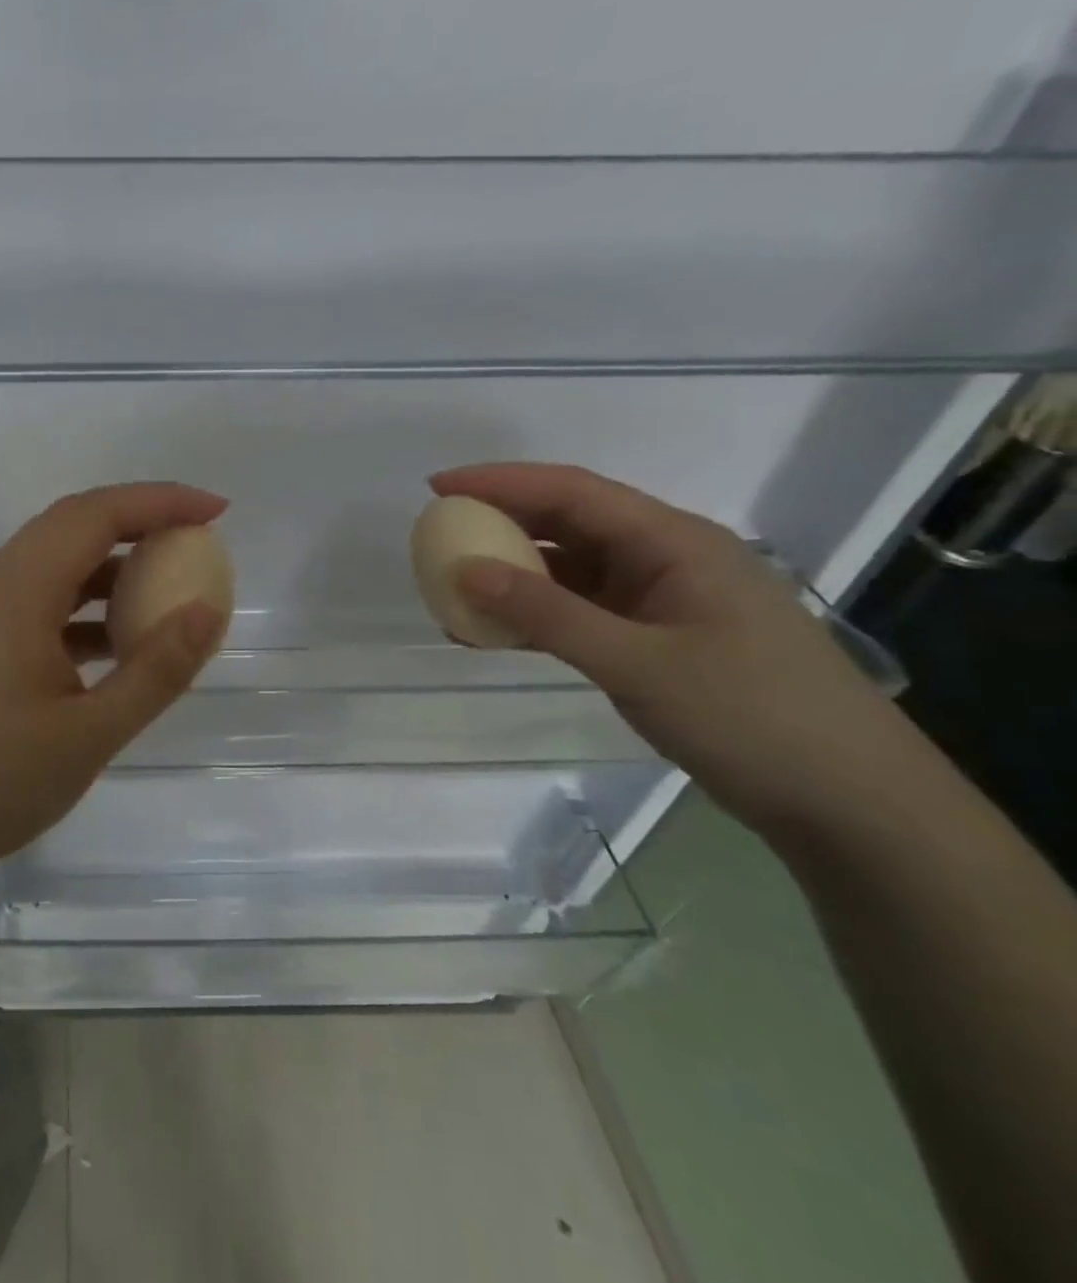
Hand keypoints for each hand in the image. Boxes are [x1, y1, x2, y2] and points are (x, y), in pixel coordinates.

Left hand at [0, 483, 228, 892]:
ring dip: (109, 570)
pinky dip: (82, 609)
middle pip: (71, 527)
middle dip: (138, 524)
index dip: (160, 501)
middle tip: (195, 543)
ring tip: (164, 594)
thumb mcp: (90, 734)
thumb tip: (209, 611)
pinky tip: (112, 647)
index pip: (95, 515)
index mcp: (17, 591)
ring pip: (52, 566)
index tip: (215, 511)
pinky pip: (35, 603)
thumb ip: (155, 670)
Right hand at [431, 463, 928, 829]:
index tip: (438, 488)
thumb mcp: (636, 662)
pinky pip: (581, 612)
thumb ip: (547, 613)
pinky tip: (494, 633)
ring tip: (454, 587)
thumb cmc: (749, 715)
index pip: (572, 491)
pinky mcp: (657, 638)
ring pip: (572, 569)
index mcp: (674, 541)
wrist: (845, 799)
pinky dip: (536, 616)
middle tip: (439, 534)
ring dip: (514, 574)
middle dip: (501, 522)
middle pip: (570, 521)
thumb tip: (465, 571)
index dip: (500, 482)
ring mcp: (662, 600)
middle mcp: (666, 558)